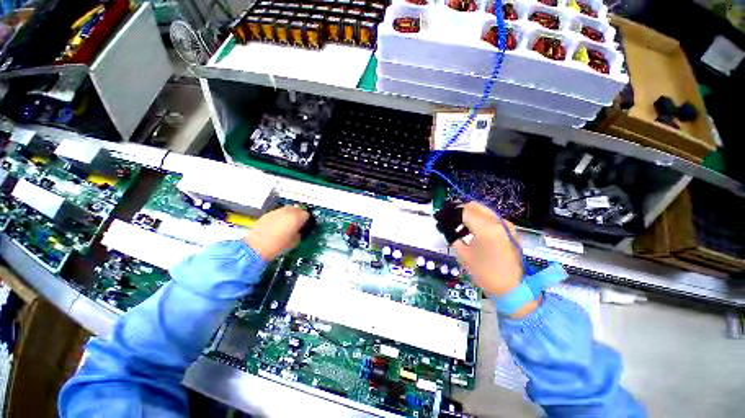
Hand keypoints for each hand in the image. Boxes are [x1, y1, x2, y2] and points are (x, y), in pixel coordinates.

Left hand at [244, 206, 309, 260]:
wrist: (256, 247)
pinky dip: (281, 217)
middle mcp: (288, 211)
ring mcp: (277, 211)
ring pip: (288, 209)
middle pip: (298, 209)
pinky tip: (277, 225)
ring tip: (287, 224)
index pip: (307, 214)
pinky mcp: (268, 213)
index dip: (307, 221)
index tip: (305, 227)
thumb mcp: (295, 242)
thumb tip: (299, 230)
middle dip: (299, 215)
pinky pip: (278, 213)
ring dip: (290, 215)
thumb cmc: (279, 245)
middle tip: (297, 224)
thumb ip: (299, 233)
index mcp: (297, 217)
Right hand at [452, 202, 537, 317]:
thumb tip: (449, 228)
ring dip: (471, 215)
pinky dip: (480, 221)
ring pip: (484, 211)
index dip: (453, 213)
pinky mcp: (510, 231)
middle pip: (476, 206)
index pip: (465, 210)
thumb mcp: (464, 255)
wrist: (514, 289)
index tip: (444, 219)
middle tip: (452, 222)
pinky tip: (473, 232)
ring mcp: (506, 225)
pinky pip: (491, 218)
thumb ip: (455, 237)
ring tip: (462, 228)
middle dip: (462, 212)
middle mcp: (498, 222)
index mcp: (486, 228)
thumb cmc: (486, 274)